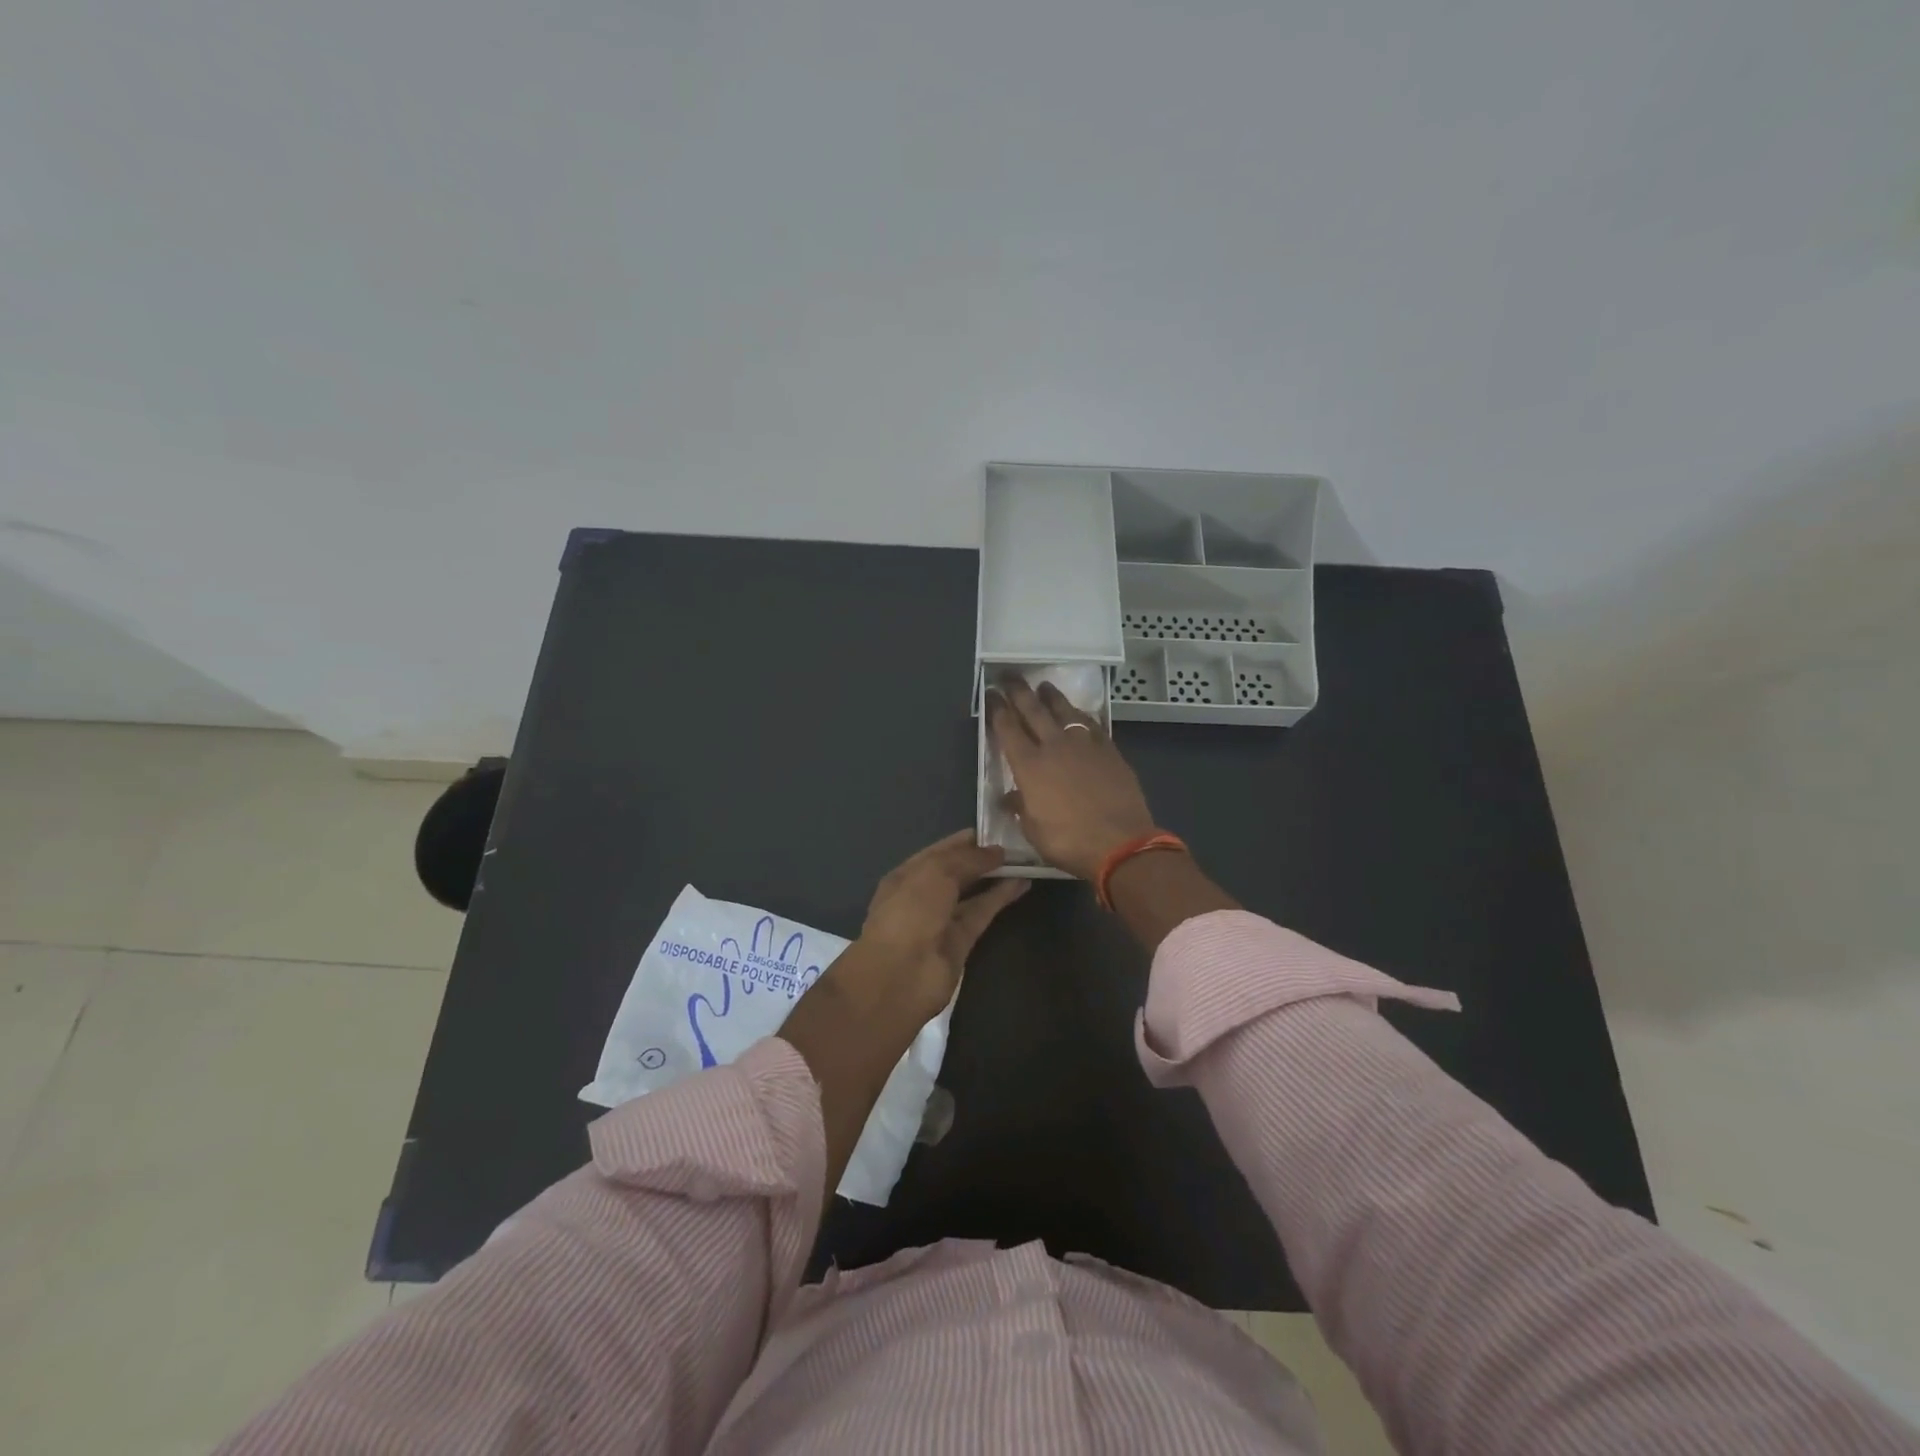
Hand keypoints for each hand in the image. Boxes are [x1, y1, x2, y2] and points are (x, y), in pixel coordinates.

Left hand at [844, 830, 1027, 1026]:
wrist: (899, 975)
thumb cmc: (910, 912)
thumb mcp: (936, 873)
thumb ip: (968, 858)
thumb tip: (997, 851)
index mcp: (906, 874)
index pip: (939, 851)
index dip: (966, 841)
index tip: (997, 830)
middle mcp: (922, 895)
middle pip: (957, 872)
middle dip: (983, 858)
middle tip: (1017, 844)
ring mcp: (941, 920)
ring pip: (972, 893)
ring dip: (996, 877)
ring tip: (1025, 861)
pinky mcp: (961, 942)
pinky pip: (982, 913)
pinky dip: (1000, 899)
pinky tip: (1022, 883)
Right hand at [987, 679, 1157, 879]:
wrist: (1120, 843)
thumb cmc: (1069, 841)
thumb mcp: (1033, 830)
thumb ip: (1021, 807)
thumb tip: (1011, 797)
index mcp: (1029, 766)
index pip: (1007, 729)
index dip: (997, 709)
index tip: (991, 693)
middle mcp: (1054, 746)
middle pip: (1033, 710)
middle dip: (1019, 691)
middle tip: (1010, 675)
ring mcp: (1084, 745)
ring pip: (1064, 711)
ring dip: (1051, 696)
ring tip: (1044, 685)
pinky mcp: (1109, 750)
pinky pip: (1091, 724)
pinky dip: (1081, 715)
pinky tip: (1078, 713)